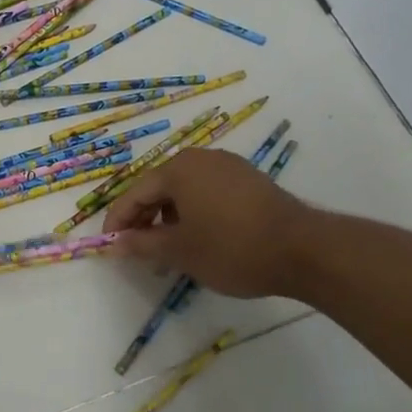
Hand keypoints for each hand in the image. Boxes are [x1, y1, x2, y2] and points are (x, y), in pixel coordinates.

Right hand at [101, 148, 310, 297]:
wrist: (303, 250)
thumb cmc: (232, 248)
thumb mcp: (180, 251)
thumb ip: (142, 244)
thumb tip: (114, 243)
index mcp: (178, 169)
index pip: (135, 193)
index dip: (118, 220)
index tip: (108, 246)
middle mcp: (201, 159)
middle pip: (159, 189)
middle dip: (145, 221)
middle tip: (138, 252)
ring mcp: (228, 167)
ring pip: (184, 192)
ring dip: (169, 220)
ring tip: (168, 253)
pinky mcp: (249, 181)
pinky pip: (208, 193)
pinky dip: (194, 214)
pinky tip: (199, 240)